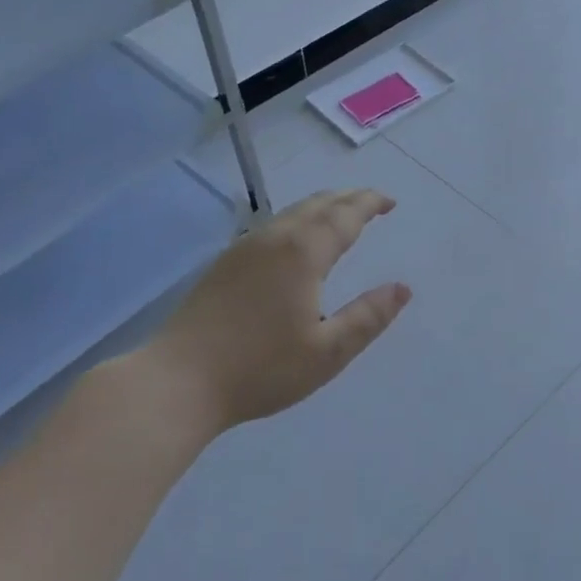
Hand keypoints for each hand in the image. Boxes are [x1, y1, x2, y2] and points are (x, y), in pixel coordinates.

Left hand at [149, 189, 411, 433]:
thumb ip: (368, 317)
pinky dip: (298, 222)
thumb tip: (402, 288)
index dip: (369, 204)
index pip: (344, 216)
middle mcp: (273, 239)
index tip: (389, 201)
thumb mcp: (327, 352)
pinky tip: (296, 242)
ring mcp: (243, 249)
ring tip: (339, 215)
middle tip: (371, 202)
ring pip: (290, 213)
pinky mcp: (223, 265)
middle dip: (347, 199)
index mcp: (302, 254)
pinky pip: (272, 227)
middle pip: (316, 205)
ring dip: (321, 208)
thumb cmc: (260, 369)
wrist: (178, 381)